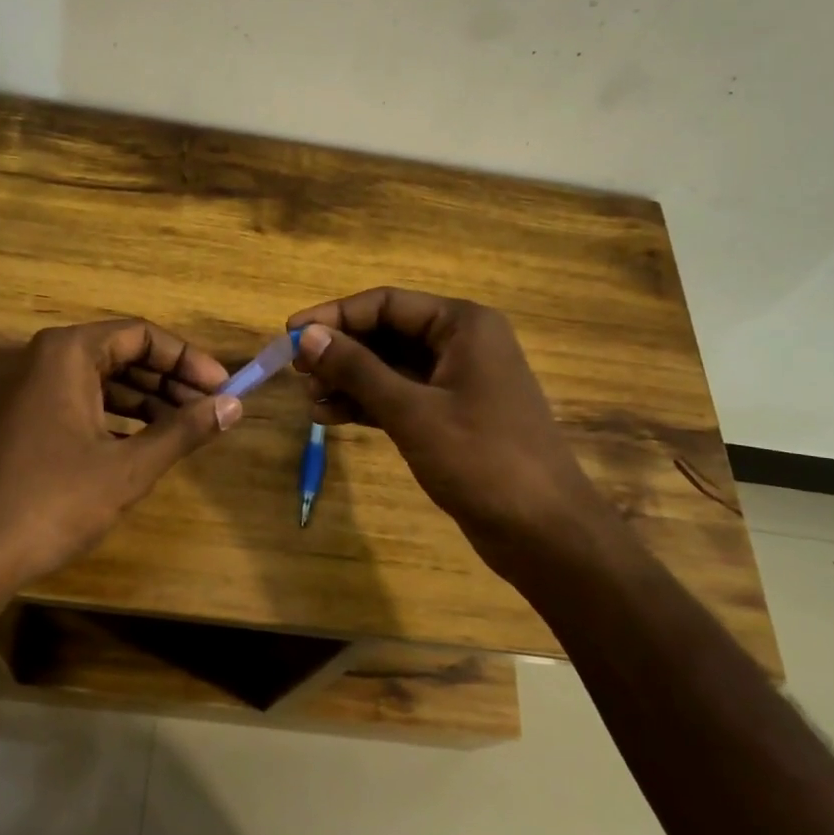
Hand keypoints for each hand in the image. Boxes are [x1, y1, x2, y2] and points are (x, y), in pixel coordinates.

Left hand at [0, 319, 239, 626]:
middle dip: (166, 380)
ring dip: (141, 399)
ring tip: (183, 427)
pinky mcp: (8, 417)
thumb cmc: (54, 502)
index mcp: (63, 353)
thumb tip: (234, 406)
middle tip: (208, 408)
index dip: (186, 360)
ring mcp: (15, 387)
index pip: (139, 335)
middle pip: (116, 354)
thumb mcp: (128, 467)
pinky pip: (69, 400)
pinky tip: (139, 441)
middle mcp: (35, 357)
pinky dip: (107, 414)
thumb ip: (184, 430)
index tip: (221, 387)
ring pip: (93, 379)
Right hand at [287, 289, 608, 572]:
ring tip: (310, 401)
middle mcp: (461, 343)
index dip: (334, 315)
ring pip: (390, 367)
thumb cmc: (482, 460)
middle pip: (387, 332)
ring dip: (349, 380)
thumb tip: (307, 336)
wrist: (544, 531)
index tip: (290, 333)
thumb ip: (357, 370)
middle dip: (341, 351)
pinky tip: (332, 417)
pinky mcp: (452, 416)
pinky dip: (368, 404)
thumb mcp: (412, 411)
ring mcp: (458, 381)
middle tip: (297, 373)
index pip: (386, 303)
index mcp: (462, 325)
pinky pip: (401, 396)